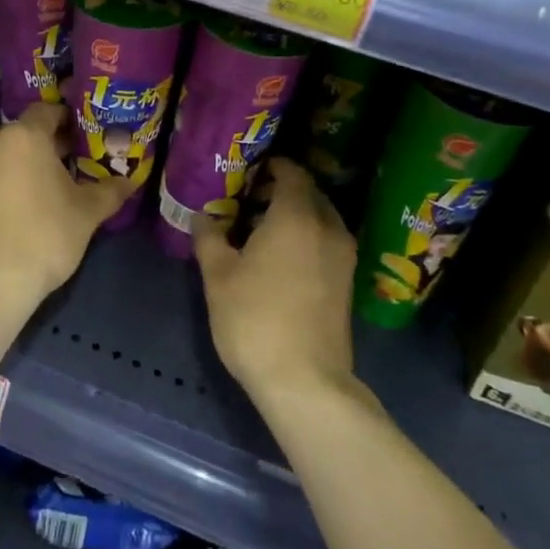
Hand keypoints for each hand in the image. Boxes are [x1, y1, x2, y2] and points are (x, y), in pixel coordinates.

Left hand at [0, 104, 132, 306]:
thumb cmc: (45, 235)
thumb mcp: (87, 213)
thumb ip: (110, 190)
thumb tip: (129, 181)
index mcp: (25, 135)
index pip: (49, 111)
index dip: (70, 120)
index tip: (86, 136)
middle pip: (27, 132)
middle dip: (50, 145)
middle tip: (76, 163)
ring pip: (7, 153)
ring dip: (27, 163)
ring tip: (51, 188)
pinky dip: (8, 180)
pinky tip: (26, 205)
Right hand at [193, 159, 356, 403]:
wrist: (306, 382)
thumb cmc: (255, 320)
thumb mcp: (218, 276)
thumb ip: (209, 237)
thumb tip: (202, 215)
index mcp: (296, 216)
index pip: (291, 172)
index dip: (270, 166)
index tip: (246, 170)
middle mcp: (327, 227)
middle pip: (308, 192)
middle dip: (281, 188)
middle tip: (247, 197)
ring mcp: (343, 255)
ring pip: (320, 217)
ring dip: (295, 213)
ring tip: (259, 228)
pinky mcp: (347, 281)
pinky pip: (327, 239)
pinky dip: (307, 235)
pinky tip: (280, 256)